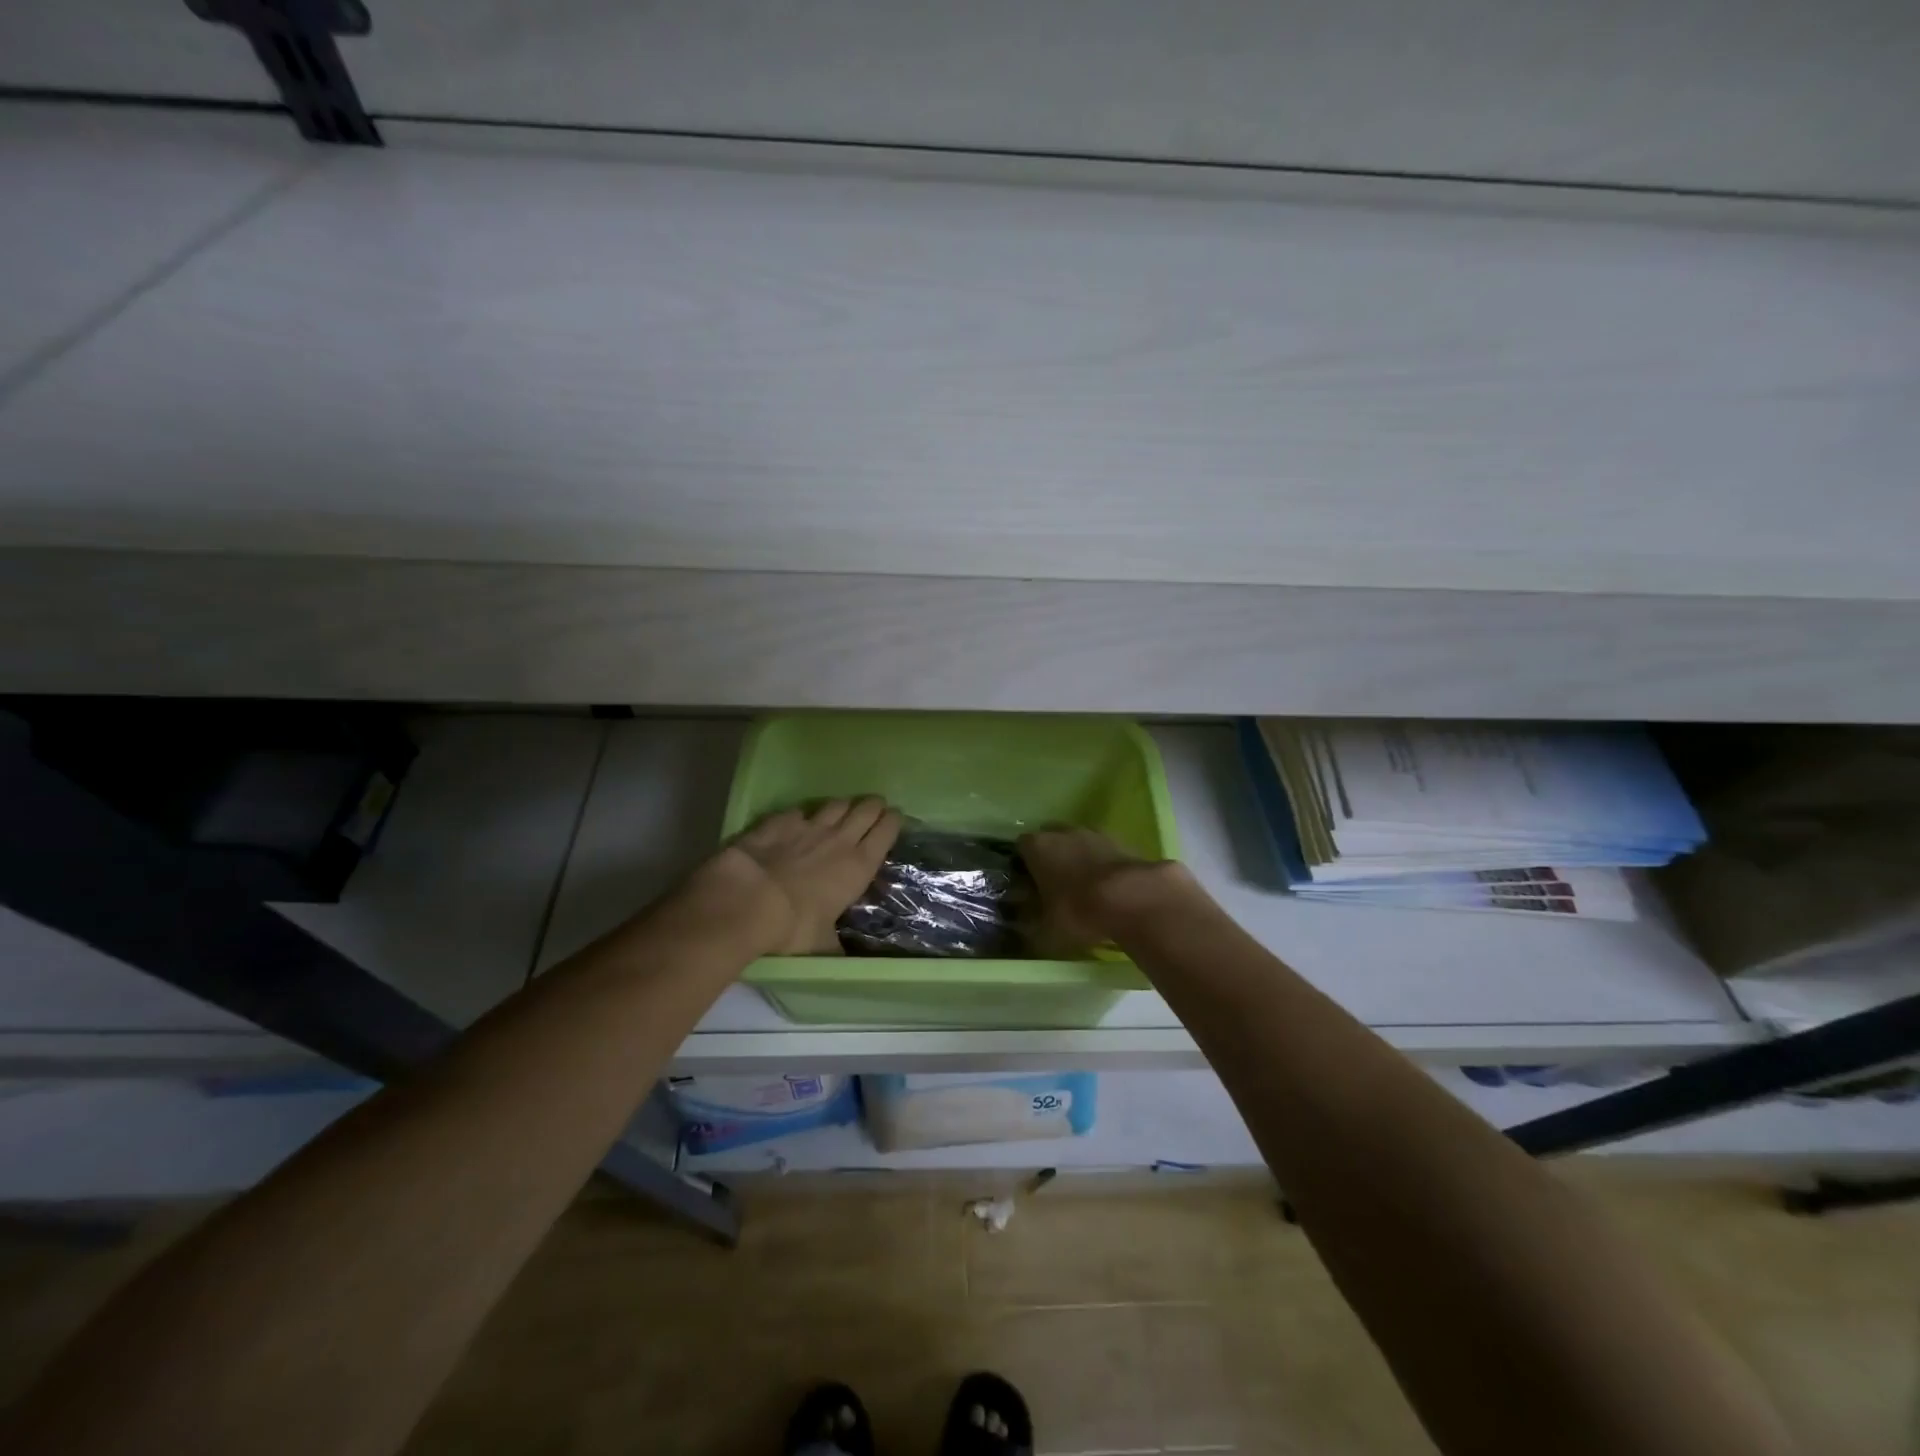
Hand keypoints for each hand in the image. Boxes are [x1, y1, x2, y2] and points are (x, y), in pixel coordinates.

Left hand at [684, 798, 901, 956]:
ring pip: (836, 804)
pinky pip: (798, 811)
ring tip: (844, 809)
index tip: (895, 818)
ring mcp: (808, 826)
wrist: (746, 901)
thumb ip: (835, 947)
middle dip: (874, 806)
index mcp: (858, 866)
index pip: (886, 832)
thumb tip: (841, 962)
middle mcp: (839, 839)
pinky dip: (802, 815)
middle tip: (875, 808)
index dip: (893, 821)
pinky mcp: (778, 821)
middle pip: (865, 809)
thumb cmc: (793, 927)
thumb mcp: (821, 946)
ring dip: (843, 805)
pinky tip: (799, 820)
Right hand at [1018, 825, 1191, 950]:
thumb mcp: (1046, 932)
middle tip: (1055, 885)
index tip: (1028, 885)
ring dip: (1080, 858)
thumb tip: (1023, 928)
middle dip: (1052, 857)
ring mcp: (1095, 833)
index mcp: (1038, 847)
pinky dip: (1104, 865)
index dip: (1024, 865)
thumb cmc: (1079, 912)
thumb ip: (1031, 928)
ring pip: (1080, 842)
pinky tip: (1110, 888)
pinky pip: (1105, 851)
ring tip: (1086, 888)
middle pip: (1051, 839)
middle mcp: (1063, 832)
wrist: (1133, 899)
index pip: (1021, 847)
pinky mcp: (1123, 841)